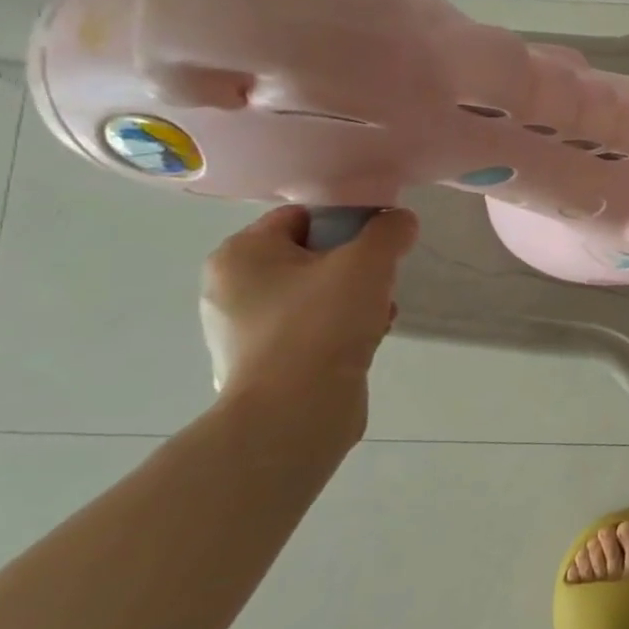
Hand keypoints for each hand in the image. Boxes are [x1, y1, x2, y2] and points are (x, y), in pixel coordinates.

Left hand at [199, 206, 419, 434]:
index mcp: (239, 254)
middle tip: (382, 280)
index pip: (301, 216)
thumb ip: (388, 231)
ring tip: (380, 313)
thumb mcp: (368, 263)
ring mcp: (242, 331)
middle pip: (310, 256)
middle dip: (354, 266)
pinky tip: (366, 339)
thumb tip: (399, 221)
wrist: (296, 412)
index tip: (380, 242)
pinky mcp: (262, 364)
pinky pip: (309, 329)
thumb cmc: (322, 323)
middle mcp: (229, 289)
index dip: (348, 221)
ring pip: (314, 294)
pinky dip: (340, 329)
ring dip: (353, 298)